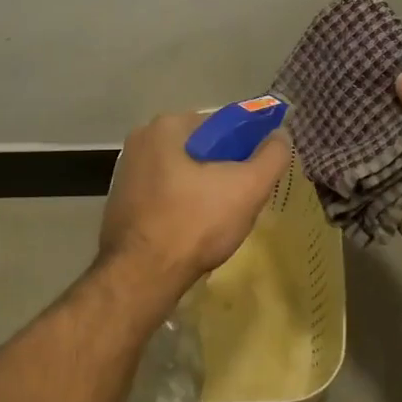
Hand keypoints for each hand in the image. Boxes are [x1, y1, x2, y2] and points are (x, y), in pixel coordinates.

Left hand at [99, 111, 289, 289]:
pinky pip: (164, 196)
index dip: (246, 147)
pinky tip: (194, 231)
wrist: (142, 276)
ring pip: (182, 174)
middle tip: (242, 200)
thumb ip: (272, 156)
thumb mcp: (248, 187)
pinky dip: (182, 206)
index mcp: (166, 127)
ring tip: (221, 219)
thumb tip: (280, 135)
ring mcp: (126, 174)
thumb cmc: (196, 223)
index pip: (221, 124)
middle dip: (224, 171)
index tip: (257, 175)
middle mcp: (140, 142)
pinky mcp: (121, 204)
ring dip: (204, 190)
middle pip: (200, 150)